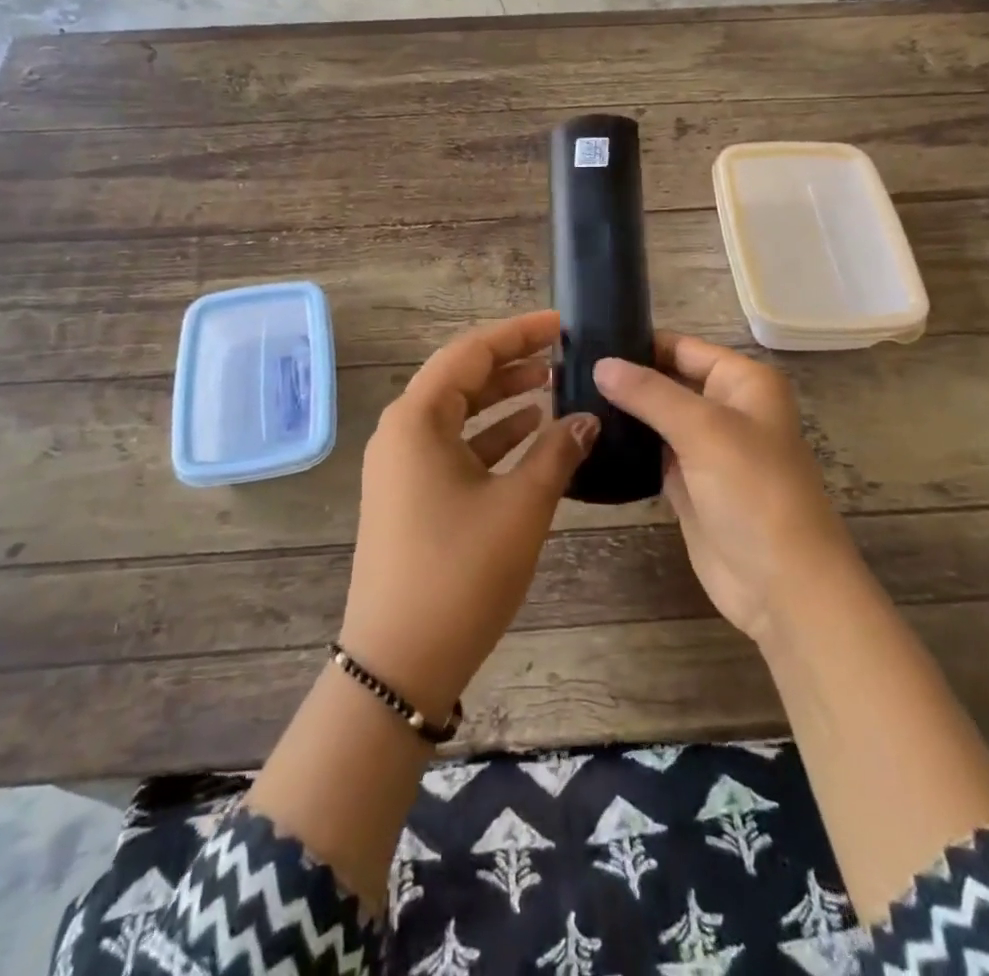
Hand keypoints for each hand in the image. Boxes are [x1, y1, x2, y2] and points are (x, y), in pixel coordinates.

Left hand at [339, 311, 599, 717]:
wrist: (400, 662)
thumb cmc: (460, 572)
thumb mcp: (520, 506)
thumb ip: (557, 453)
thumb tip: (588, 419)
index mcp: (416, 419)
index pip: (470, 352)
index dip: (518, 333)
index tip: (562, 325)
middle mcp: (401, 432)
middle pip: (460, 378)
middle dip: (511, 363)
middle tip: (563, 354)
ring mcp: (402, 466)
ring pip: (458, 414)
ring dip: (503, 400)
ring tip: (554, 389)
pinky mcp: (410, 495)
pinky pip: (454, 447)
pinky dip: (491, 437)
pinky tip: (530, 436)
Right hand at [594, 334, 857, 644]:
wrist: (782, 584)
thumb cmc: (754, 492)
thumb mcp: (704, 430)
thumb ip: (650, 393)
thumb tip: (601, 364)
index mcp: (743, 382)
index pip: (682, 347)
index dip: (639, 342)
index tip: (585, 340)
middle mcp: (725, 408)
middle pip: (666, 380)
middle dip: (624, 376)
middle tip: (565, 371)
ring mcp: (705, 448)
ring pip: (655, 417)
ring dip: (621, 411)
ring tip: (567, 397)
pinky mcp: (687, 483)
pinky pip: (650, 452)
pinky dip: (625, 445)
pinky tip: (587, 435)